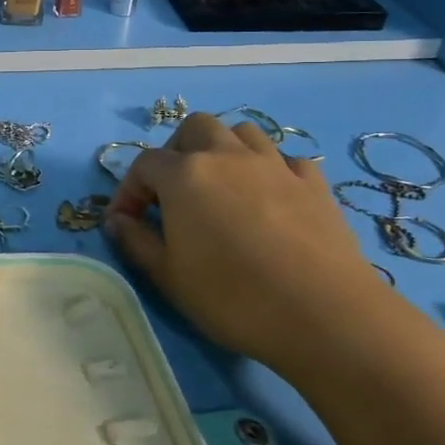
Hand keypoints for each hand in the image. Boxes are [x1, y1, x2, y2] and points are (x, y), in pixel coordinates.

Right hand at [102, 113, 413, 373]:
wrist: (326, 316)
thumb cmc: (233, 296)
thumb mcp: (168, 276)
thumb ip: (136, 242)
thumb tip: (117, 221)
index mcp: (185, 174)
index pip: (144, 165)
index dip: (129, 191)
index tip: (127, 222)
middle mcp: (227, 156)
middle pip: (195, 128)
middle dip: (177, 152)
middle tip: (173, 191)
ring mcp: (275, 166)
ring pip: (242, 133)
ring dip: (224, 150)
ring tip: (220, 186)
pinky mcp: (315, 185)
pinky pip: (285, 160)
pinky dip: (270, 170)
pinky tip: (269, 198)